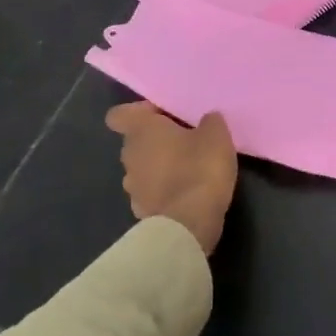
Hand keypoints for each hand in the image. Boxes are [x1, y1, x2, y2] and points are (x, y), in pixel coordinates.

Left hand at [105, 102, 236, 255]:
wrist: (188, 223)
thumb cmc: (199, 168)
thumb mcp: (217, 135)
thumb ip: (209, 121)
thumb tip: (206, 119)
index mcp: (141, 131)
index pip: (119, 114)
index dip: (139, 112)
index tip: (163, 116)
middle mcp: (129, 156)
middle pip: (136, 142)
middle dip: (157, 141)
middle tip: (187, 142)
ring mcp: (132, 187)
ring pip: (143, 168)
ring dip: (160, 167)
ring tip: (189, 170)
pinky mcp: (141, 211)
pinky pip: (151, 192)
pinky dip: (164, 191)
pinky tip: (186, 194)